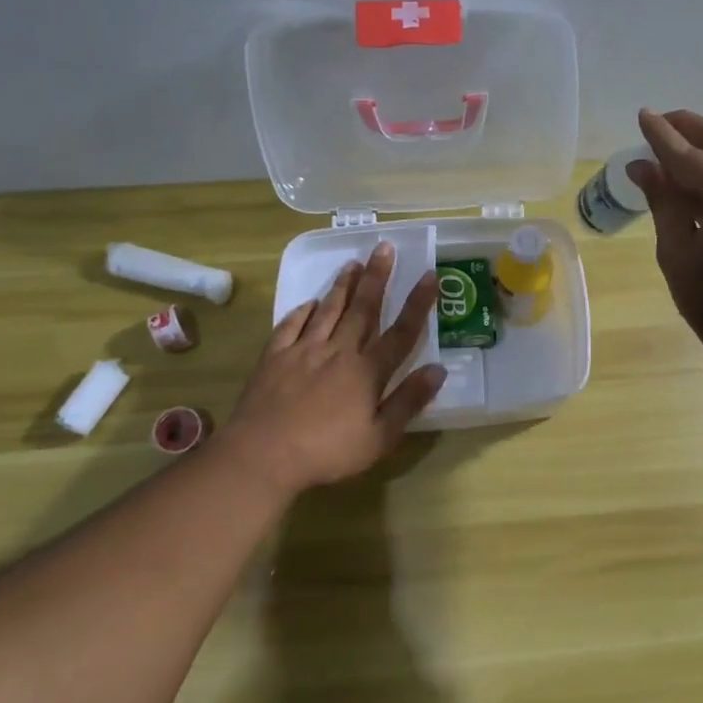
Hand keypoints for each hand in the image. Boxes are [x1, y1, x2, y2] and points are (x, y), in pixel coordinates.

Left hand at [221, 242, 445, 495]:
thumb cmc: (328, 452)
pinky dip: (302, 311)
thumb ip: (408, 401)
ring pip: (329, 310)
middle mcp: (339, 352)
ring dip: (342, 285)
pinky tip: (310, 302)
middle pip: (363, 309)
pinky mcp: (274, 357)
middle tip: (384, 247)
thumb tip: (439, 370)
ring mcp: (304, 351)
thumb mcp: (380, 437)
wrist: (263, 455)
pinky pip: (291, 326)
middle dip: (377, 277)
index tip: (429, 274)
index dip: (418, 303)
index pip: (401, 332)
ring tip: (353, 262)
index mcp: (368, 371)